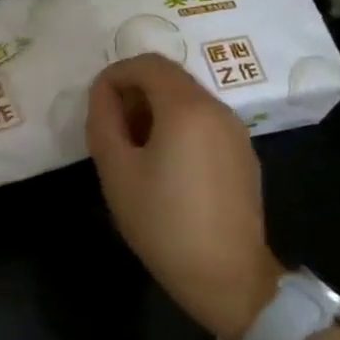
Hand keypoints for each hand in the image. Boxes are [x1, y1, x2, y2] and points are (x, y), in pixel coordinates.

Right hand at [86, 54, 279, 339]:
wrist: (227, 276)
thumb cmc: (163, 222)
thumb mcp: (116, 171)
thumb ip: (103, 120)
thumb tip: (103, 94)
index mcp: (187, 107)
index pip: (147, 63)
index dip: (115, 75)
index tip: (96, 105)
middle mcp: (217, 109)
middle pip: (170, 78)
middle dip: (135, 92)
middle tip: (111, 128)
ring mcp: (236, 132)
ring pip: (188, 100)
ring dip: (155, 110)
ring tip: (134, 150)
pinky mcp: (243, 155)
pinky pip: (205, 123)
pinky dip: (179, 127)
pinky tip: (165, 167)